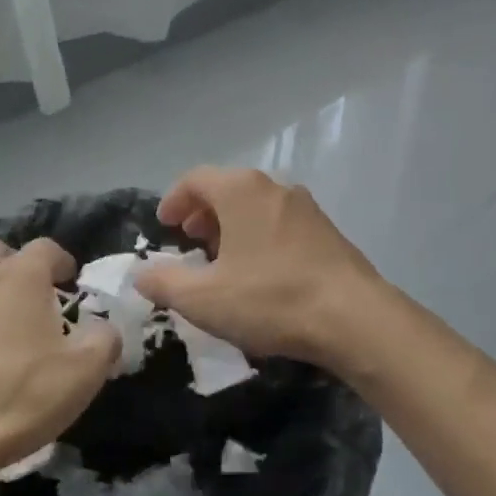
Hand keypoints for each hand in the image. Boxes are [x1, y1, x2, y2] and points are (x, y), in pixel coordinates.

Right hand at [131, 168, 390, 372]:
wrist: (353, 317)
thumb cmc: (271, 299)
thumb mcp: (204, 299)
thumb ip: (164, 283)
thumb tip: (141, 274)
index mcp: (241, 190)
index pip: (196, 179)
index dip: (174, 200)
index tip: (164, 226)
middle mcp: (275, 188)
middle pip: (228, 189)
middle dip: (203, 213)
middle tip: (190, 241)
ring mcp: (306, 208)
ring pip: (257, 206)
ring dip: (233, 226)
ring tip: (222, 260)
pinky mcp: (328, 232)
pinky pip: (281, 224)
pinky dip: (260, 237)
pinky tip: (260, 273)